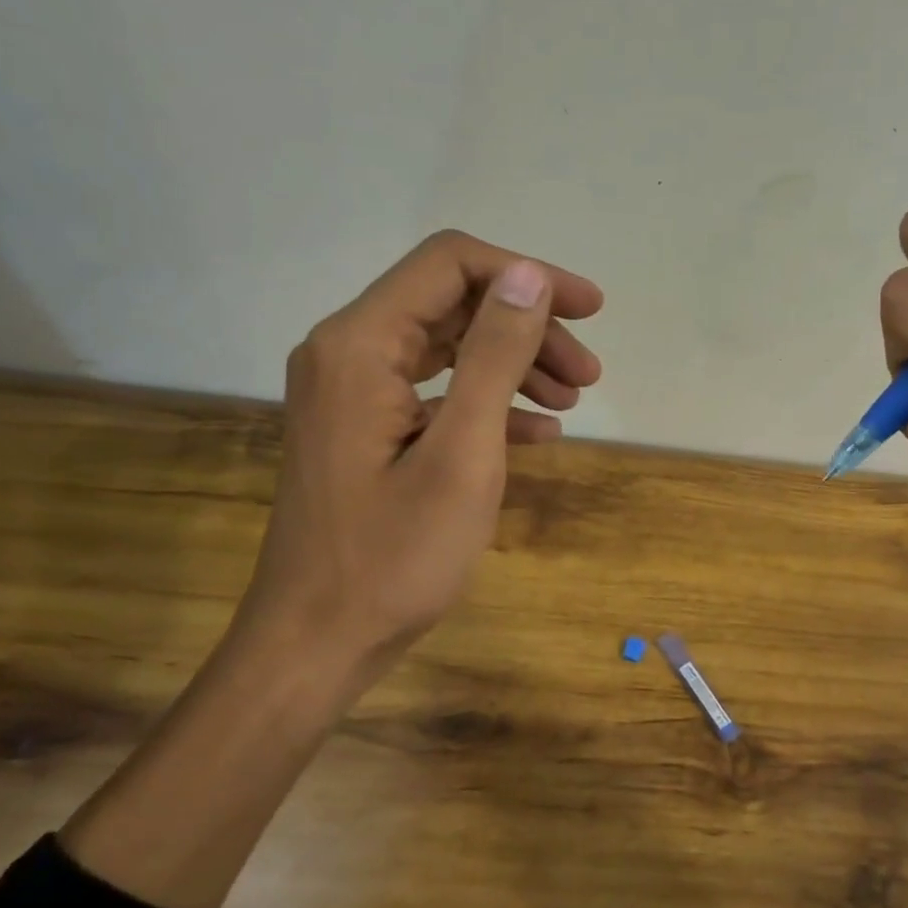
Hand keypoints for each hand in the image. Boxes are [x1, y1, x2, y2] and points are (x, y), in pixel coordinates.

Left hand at [234, 229, 603, 683]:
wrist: (317, 643)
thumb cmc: (394, 557)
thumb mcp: (462, 453)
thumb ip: (494, 356)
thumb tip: (529, 277)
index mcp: (360, 345)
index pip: (450, 264)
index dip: (528, 275)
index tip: (589, 311)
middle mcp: (348, 353)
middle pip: (453, 304)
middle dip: (529, 329)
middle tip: (589, 374)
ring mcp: (353, 393)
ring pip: (449, 348)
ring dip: (515, 365)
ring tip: (573, 401)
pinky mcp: (364, 429)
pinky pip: (436, 393)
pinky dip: (489, 403)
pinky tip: (538, 434)